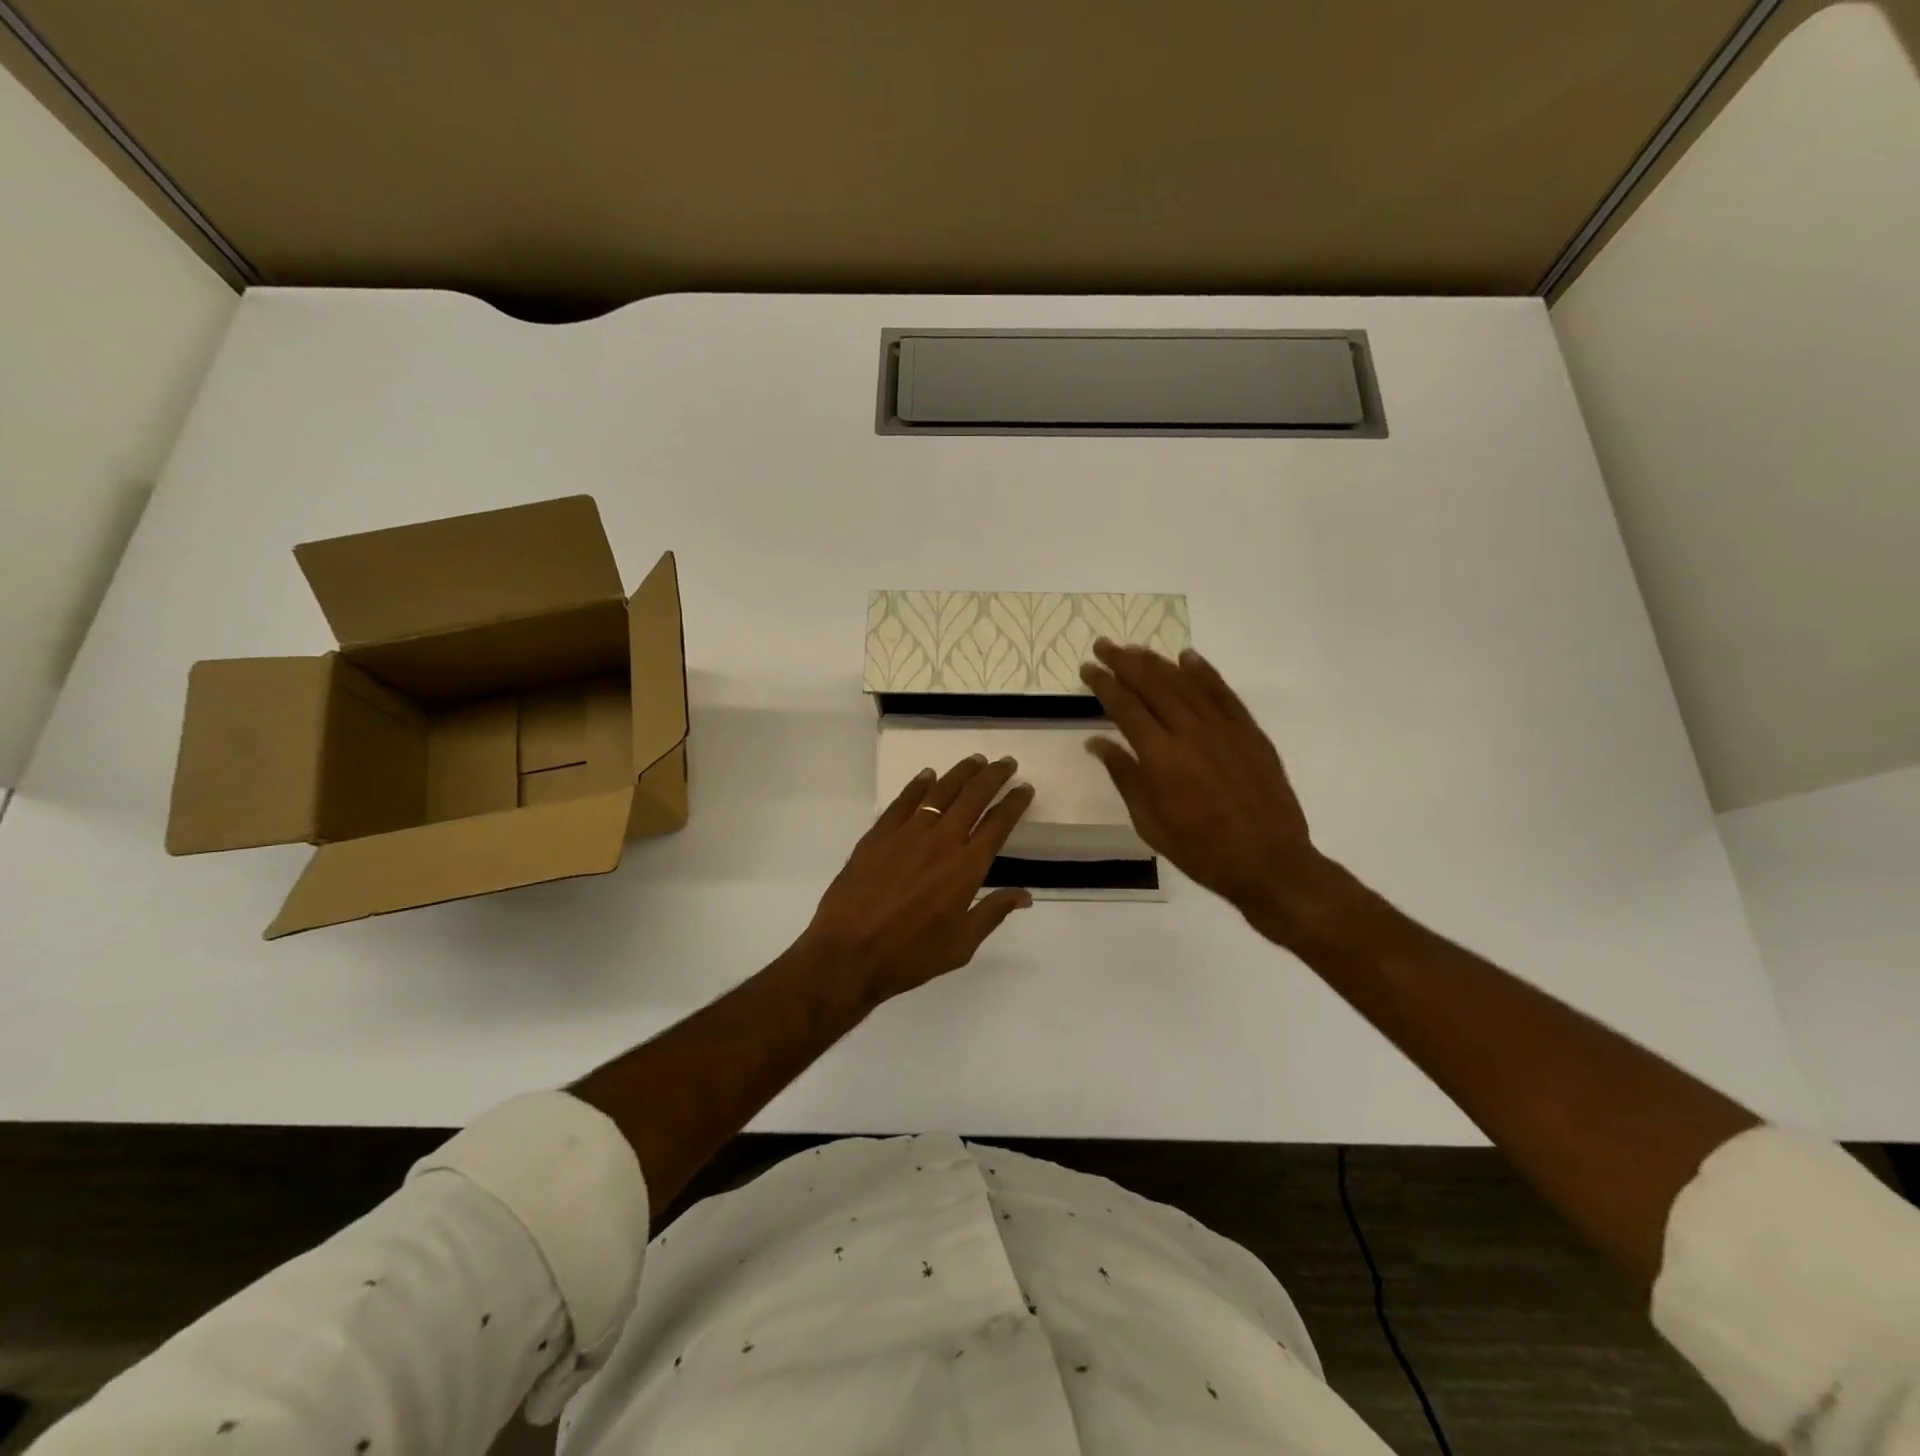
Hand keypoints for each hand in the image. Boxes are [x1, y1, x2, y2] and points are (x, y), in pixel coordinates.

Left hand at [797, 755, 1034, 1008]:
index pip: (998, 824)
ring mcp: (907, 833)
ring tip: (975, 761)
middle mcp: (942, 840)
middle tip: (1006, 762)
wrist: (848, 953)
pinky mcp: (879, 834)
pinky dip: (918, 785)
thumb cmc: (911, 955)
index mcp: (967, 867)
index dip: (1014, 803)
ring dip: (961, 773)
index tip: (1025, 788)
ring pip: (940, 791)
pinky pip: (903, 801)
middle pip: (973, 797)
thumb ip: (993, 912)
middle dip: (993, 776)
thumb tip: (1025, 895)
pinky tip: (928, 776)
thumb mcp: (962, 944)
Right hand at [1081, 640, 1334, 944]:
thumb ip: (1124, 776)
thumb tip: (1096, 743)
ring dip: (1158, 662)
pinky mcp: (1250, 732)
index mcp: (1161, 757)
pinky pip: (1223, 693)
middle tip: (1105, 645)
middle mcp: (1190, 732)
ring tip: (1136, 649)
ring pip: (1186, 683)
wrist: (1269, 862)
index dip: (1104, 684)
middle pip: (1153, 684)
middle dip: (1125, 662)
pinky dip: (1204, 672)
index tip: (1088, 668)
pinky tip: (1188, 657)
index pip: (1125, 707)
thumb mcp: (1150, 822)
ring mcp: (1224, 728)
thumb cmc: (1201, 851)